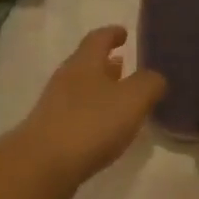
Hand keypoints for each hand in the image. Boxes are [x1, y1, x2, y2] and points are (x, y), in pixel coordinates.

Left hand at [4, 26, 165, 198]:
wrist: (43, 165)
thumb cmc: (91, 123)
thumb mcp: (132, 99)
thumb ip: (149, 84)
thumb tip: (155, 78)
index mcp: (84, 62)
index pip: (98, 38)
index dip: (112, 33)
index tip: (124, 33)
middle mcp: (67, 78)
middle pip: (87, 63)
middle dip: (107, 63)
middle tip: (126, 64)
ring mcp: (55, 105)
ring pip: (82, 88)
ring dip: (100, 89)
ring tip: (120, 98)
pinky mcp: (51, 132)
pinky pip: (77, 113)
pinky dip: (93, 113)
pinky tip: (105, 129)